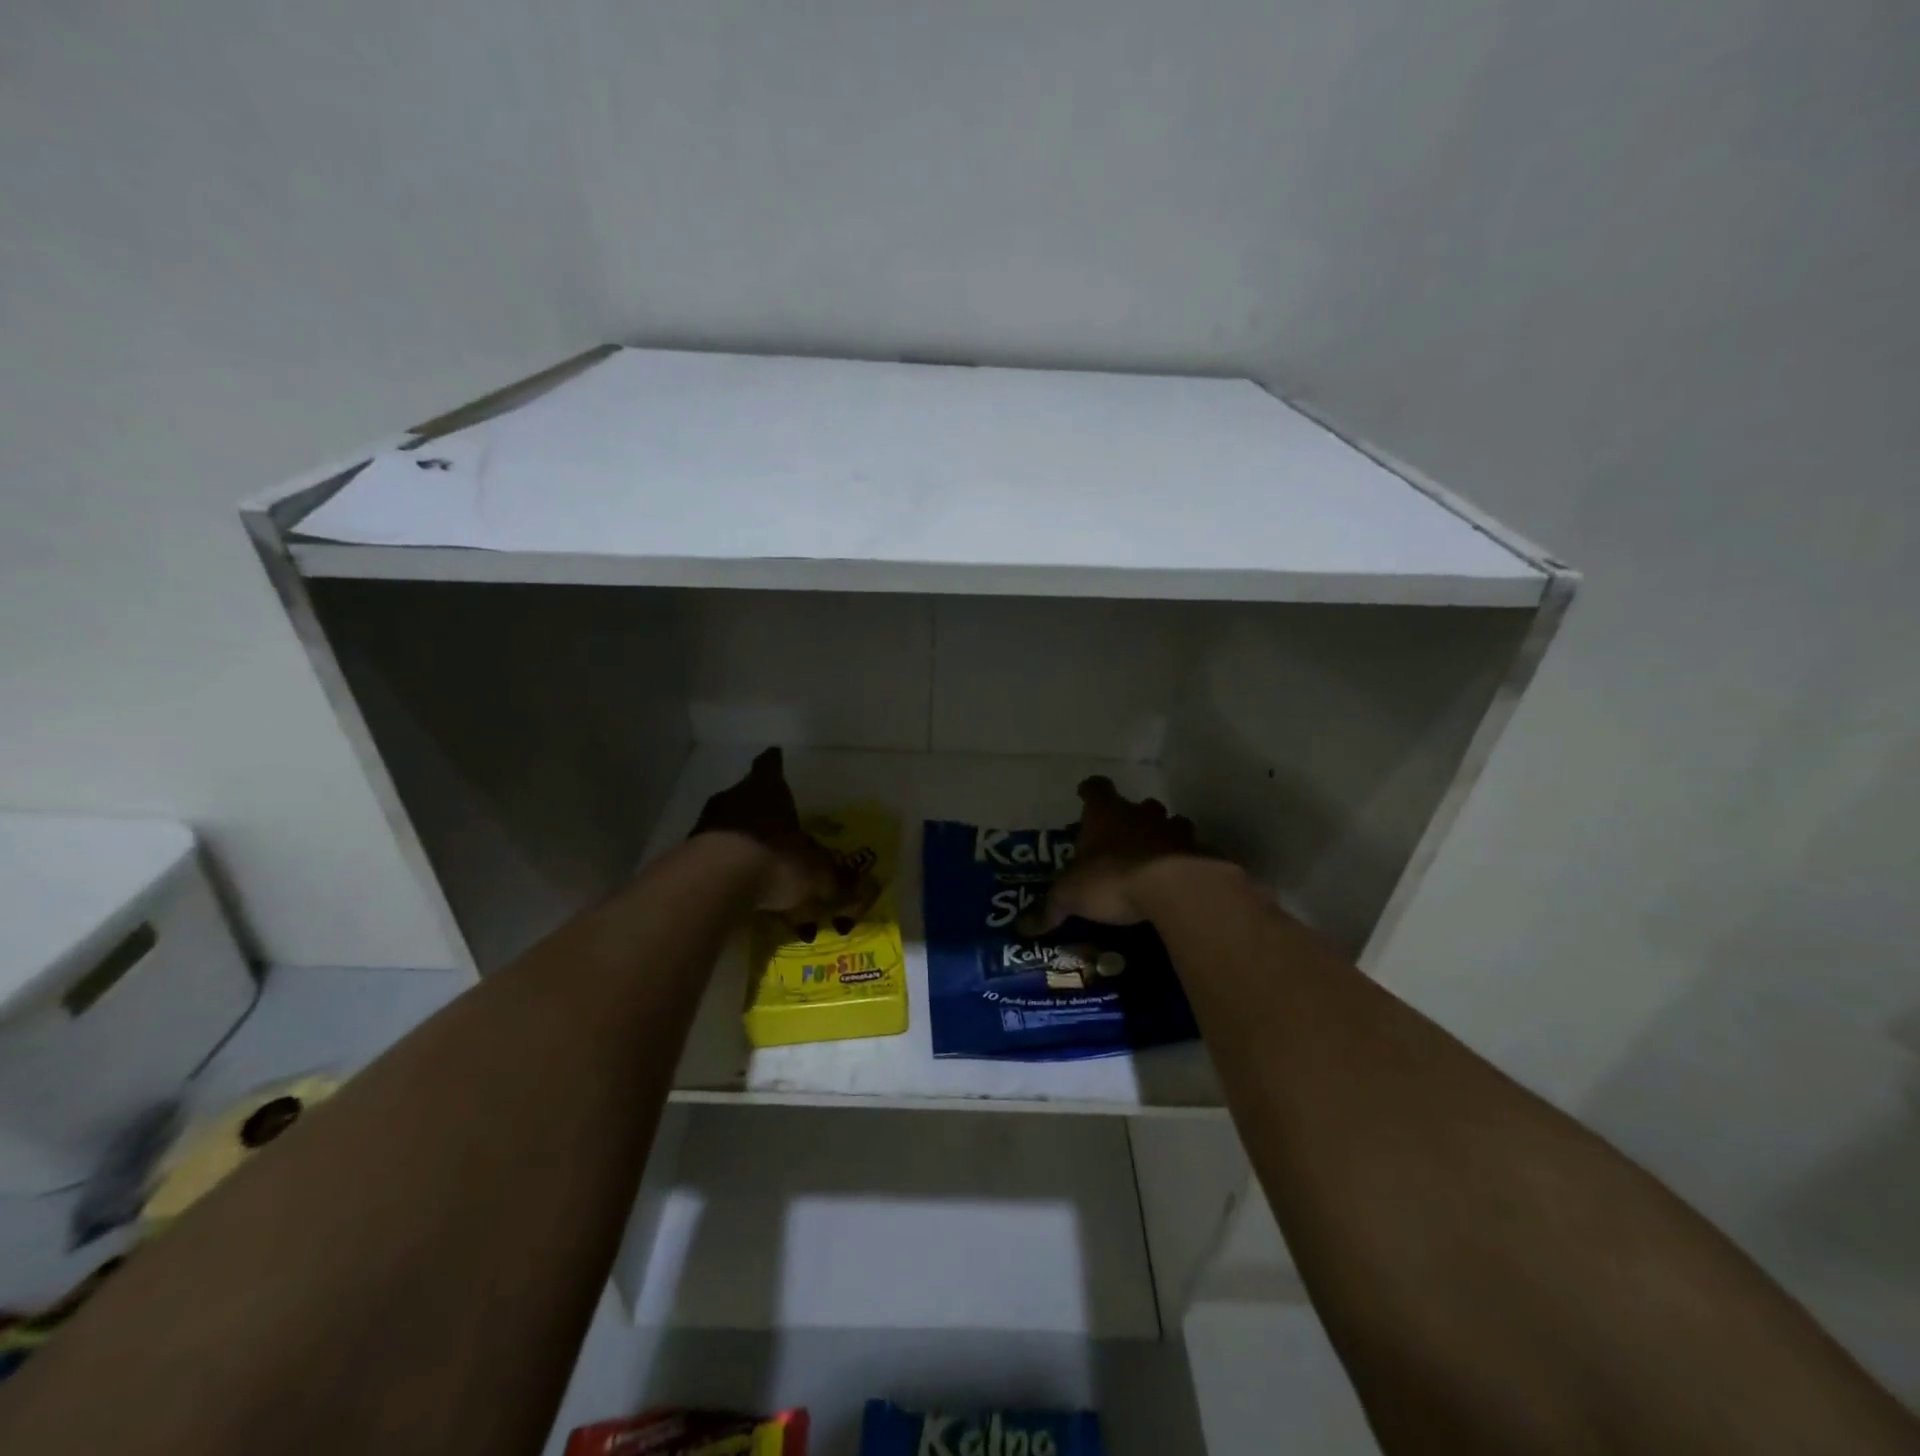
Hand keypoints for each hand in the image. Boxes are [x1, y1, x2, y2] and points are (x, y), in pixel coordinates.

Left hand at [690, 747, 844, 917]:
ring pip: (725, 824)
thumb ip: (834, 877)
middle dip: (758, 807)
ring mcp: (705, 825)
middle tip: (774, 821)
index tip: (774, 756)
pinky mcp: (686, 855)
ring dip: (738, 837)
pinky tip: (736, 885)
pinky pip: (711, 856)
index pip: (770, 767)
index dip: (774, 763)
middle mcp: (734, 798)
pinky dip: (723, 866)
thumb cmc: (775, 858)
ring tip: (756, 859)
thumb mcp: (816, 872)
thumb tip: (858, 887)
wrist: (715, 882)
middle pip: (745, 794)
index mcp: (767, 789)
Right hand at [1019, 776, 1201, 933]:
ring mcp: (1173, 830)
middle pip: (1136, 805)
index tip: (1085, 795)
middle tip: (1119, 839)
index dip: (1090, 791)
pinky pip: (1191, 850)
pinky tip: (1178, 879)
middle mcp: (1140, 814)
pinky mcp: (1199, 852)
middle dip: (1129, 818)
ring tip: (1153, 858)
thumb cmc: (1112, 879)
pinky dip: (1185, 860)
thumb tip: (1022, 928)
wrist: (1174, 888)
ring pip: (1169, 823)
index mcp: (1105, 814)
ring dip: (1161, 836)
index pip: (1096, 789)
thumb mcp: (1070, 895)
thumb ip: (1049, 907)